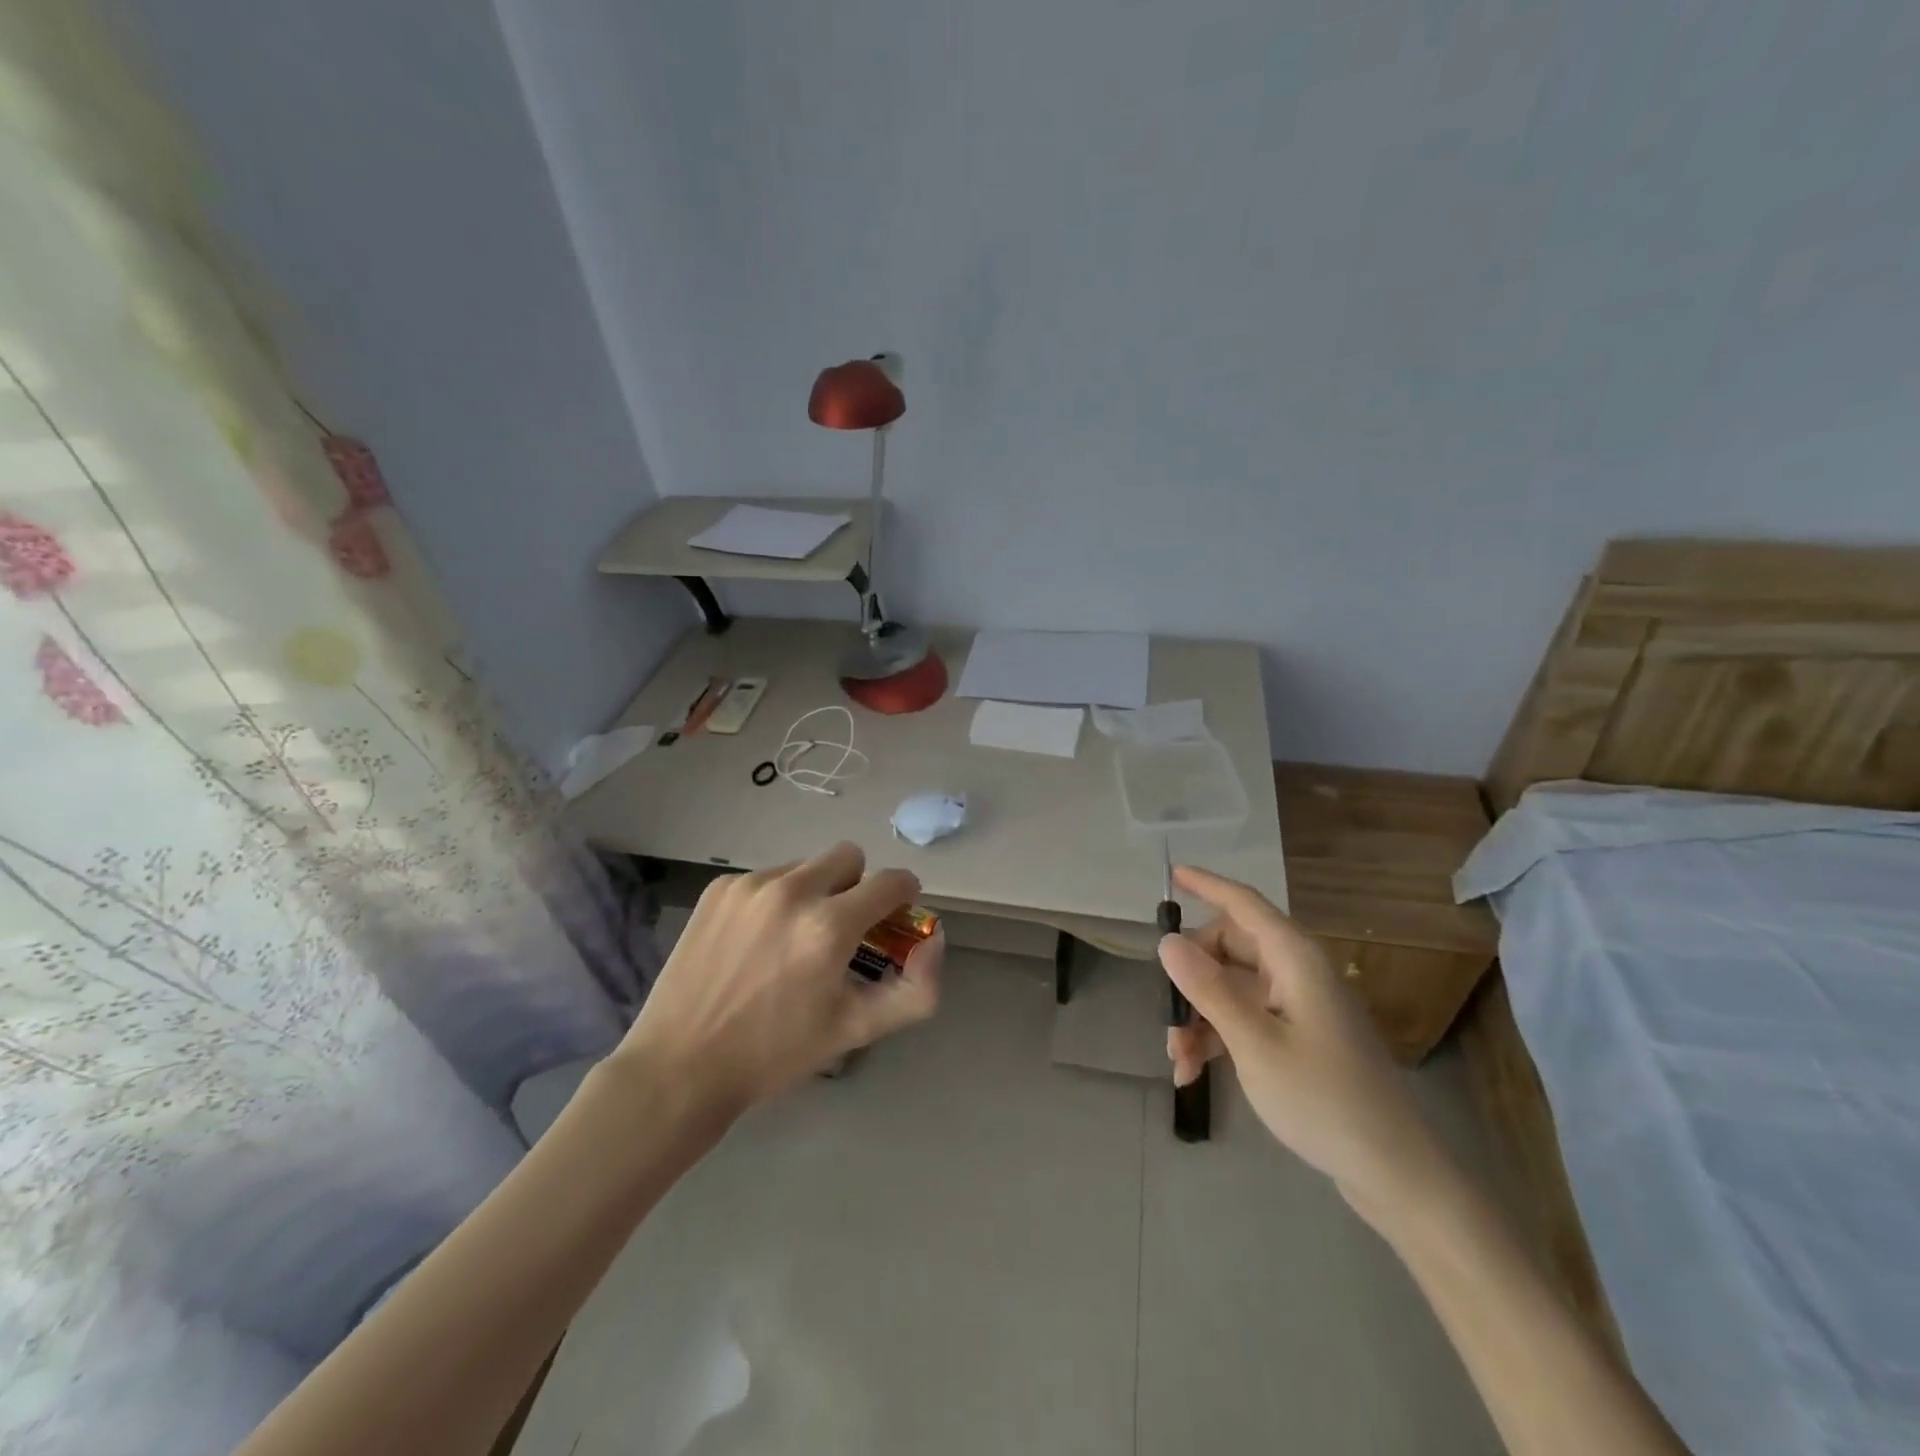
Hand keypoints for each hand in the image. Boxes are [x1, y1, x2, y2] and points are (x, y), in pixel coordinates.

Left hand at [619, 842, 942, 1120]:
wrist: (681, 1066)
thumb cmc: (776, 1053)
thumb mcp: (857, 1029)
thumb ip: (916, 988)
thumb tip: (934, 939)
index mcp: (829, 926)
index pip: (892, 881)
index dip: (903, 896)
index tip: (894, 916)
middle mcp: (792, 890)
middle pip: (850, 856)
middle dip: (857, 886)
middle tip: (842, 928)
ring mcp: (750, 885)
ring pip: (806, 866)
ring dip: (814, 892)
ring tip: (791, 940)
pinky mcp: (719, 888)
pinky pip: (767, 877)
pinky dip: (775, 899)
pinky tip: (755, 941)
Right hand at [1159, 865, 1453, 1220]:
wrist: (1393, 1173)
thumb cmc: (1323, 1099)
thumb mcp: (1254, 1043)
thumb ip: (1208, 988)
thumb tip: (1167, 941)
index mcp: (1294, 959)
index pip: (1243, 904)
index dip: (1206, 885)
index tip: (1171, 874)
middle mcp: (1296, 972)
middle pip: (1229, 948)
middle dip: (1190, 976)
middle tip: (1165, 1011)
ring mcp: (1298, 1005)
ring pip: (1230, 987)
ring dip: (1198, 1015)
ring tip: (1176, 1059)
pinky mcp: (1297, 1036)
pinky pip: (1244, 1018)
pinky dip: (1216, 1037)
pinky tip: (1192, 1073)